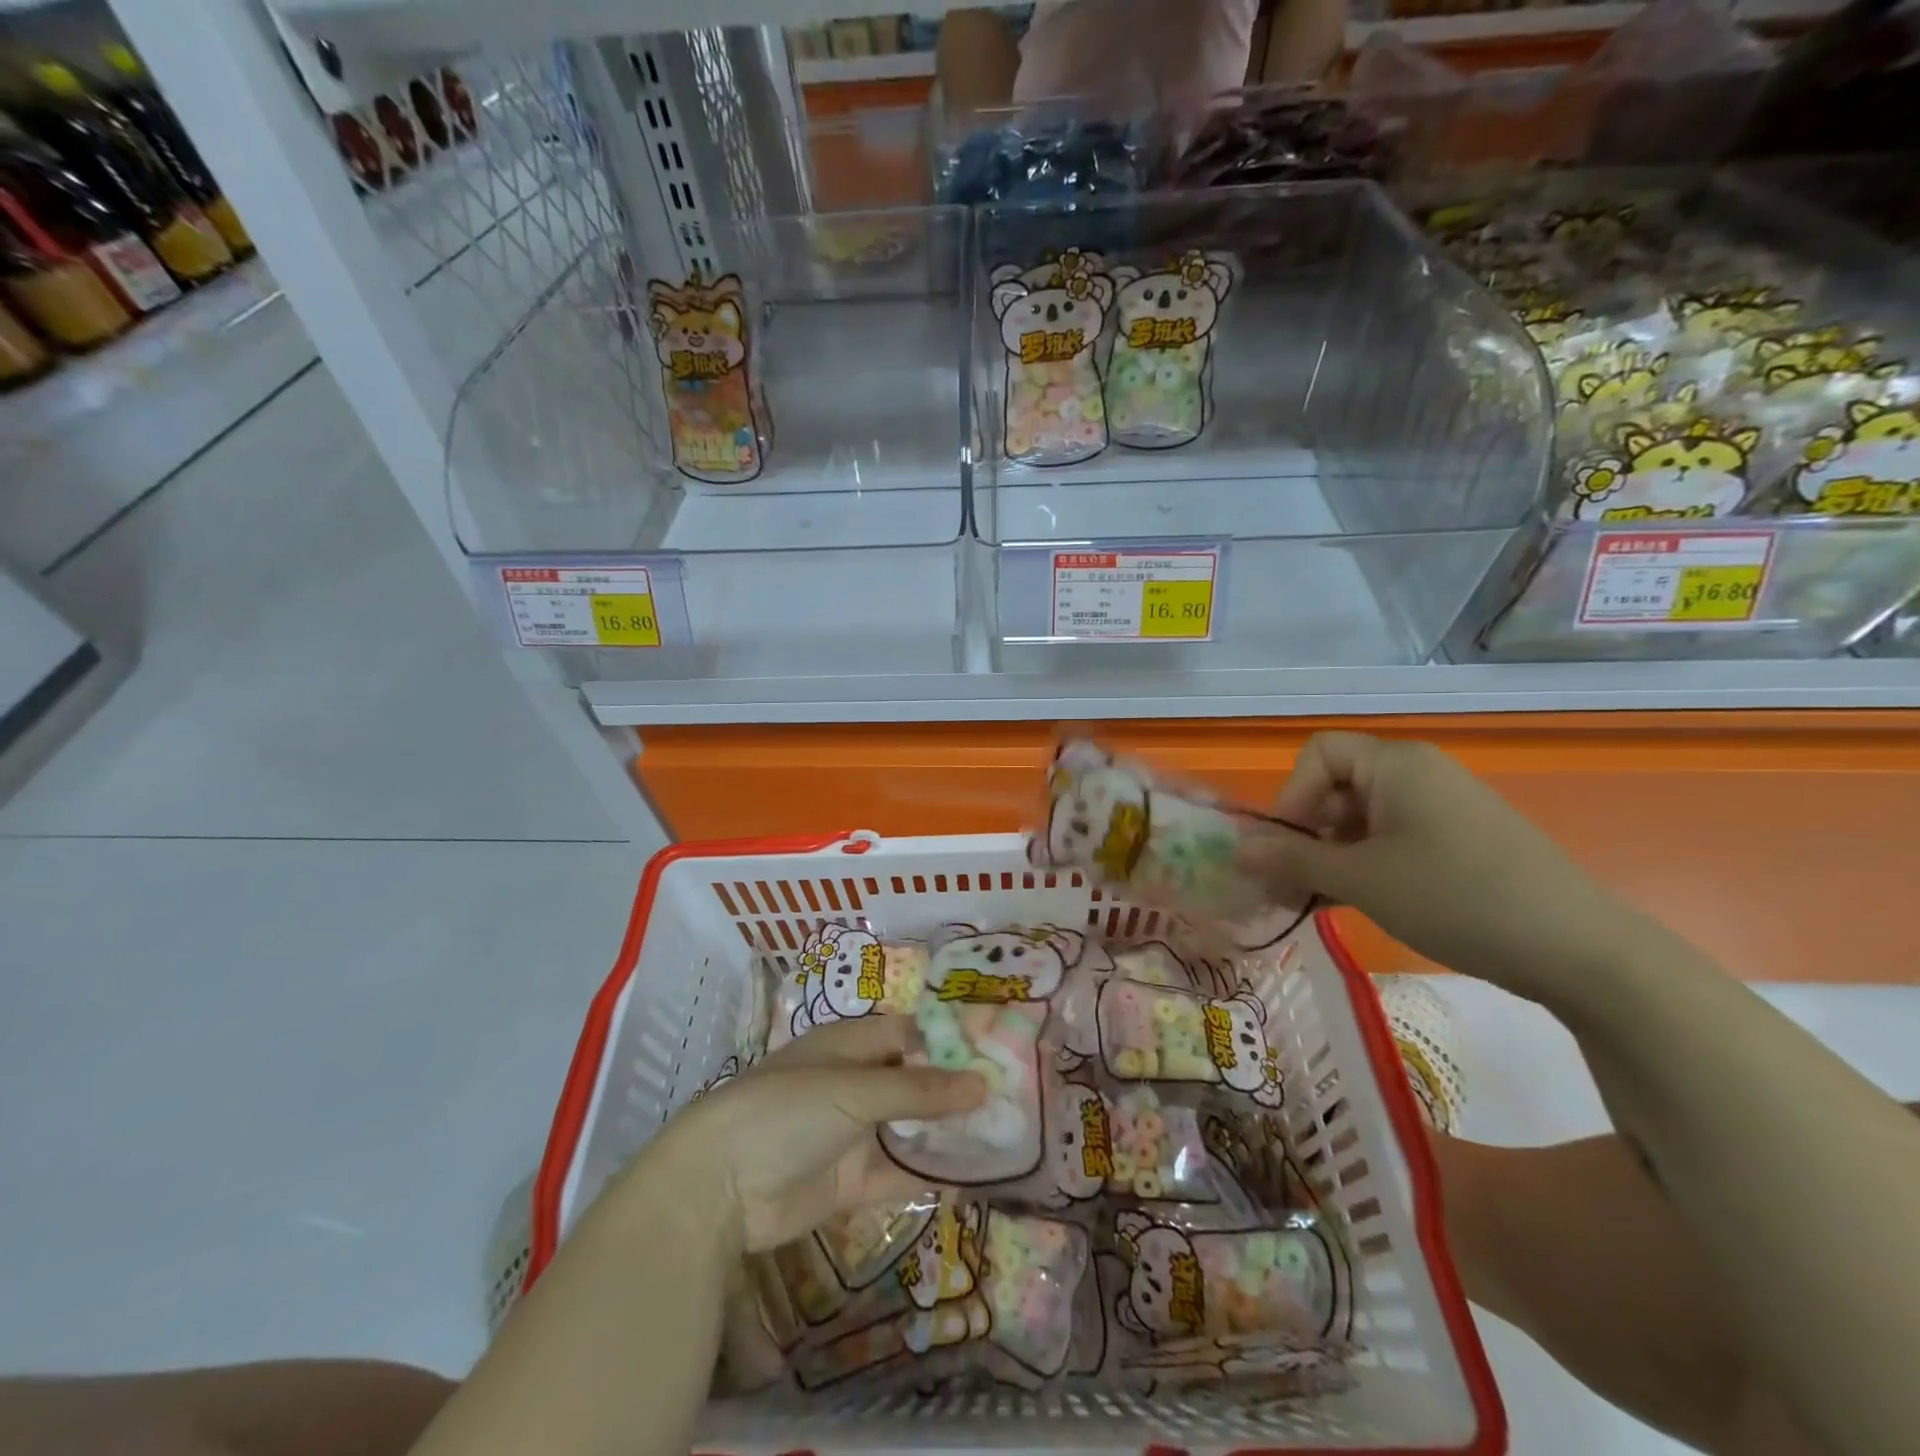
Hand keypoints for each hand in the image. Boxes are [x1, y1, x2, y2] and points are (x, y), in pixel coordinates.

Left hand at [642, 1016, 985, 1253]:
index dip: (948, 1040)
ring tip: (1005, 1133)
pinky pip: (899, 1174)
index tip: (996, 1049)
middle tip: (1013, 1094)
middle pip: (913, 1081)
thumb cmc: (785, 1112)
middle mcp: (853, 1083)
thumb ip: (919, 1091)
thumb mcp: (854, 1090)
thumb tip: (983, 1083)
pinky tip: (974, 1178)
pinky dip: (931, 1175)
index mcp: (848, 1045)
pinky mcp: (850, 1182)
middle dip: (954, 1089)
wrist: (717, 1189)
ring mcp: (852, 1134)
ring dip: (948, 1132)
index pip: (908, 1033)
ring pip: (911, 1128)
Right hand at [1266, 732, 1636, 1000]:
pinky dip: (1368, 863)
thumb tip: (1236, 851)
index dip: (1292, 795)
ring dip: (1333, 854)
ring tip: (1323, 900)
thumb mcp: (1360, 879)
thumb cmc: (1454, 897)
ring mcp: (1445, 806)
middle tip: (1294, 883)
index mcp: (1396, 764)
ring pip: (1364, 817)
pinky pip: (1395, 837)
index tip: (1289, 847)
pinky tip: (1362, 901)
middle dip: (1307, 832)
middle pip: (1338, 785)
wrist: (1579, 949)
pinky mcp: (1462, 839)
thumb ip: (1291, 860)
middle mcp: (1419, 773)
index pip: (1318, 754)